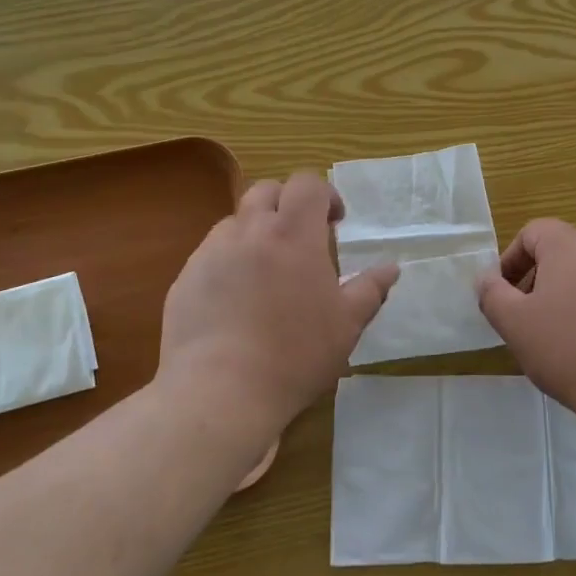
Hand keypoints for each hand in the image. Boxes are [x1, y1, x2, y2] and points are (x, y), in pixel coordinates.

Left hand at [159, 171, 397, 425]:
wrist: (220, 391)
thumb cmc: (295, 354)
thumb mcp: (347, 325)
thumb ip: (370, 289)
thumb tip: (391, 268)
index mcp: (293, 234)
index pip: (307, 184)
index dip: (324, 194)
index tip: (335, 223)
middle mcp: (250, 231)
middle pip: (267, 191)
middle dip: (287, 204)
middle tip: (301, 239)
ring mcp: (211, 252)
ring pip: (235, 221)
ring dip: (256, 232)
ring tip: (267, 271)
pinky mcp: (185, 278)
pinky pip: (210, 254)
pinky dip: (228, 261)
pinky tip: (235, 301)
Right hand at [476, 218, 575, 415]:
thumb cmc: (570, 351)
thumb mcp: (514, 324)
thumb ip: (491, 293)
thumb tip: (487, 277)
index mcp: (570, 246)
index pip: (533, 232)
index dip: (511, 259)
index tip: (504, 294)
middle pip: (563, 251)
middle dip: (539, 279)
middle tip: (528, 318)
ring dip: (570, 295)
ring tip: (562, 337)